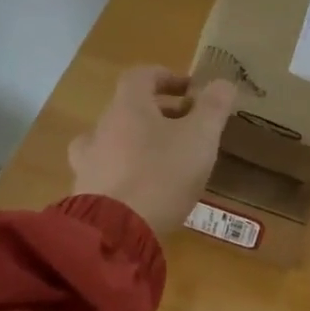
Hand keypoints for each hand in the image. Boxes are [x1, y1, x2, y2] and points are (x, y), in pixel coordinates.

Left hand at [69, 66, 237, 236]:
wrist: (114, 234)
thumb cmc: (161, 174)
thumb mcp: (200, 136)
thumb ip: (214, 106)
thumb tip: (224, 82)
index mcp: (127, 107)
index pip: (141, 76)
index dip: (166, 77)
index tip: (190, 90)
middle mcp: (101, 128)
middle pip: (128, 109)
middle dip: (160, 113)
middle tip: (188, 127)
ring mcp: (88, 163)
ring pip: (115, 141)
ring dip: (141, 143)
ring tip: (167, 160)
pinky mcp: (85, 196)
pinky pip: (109, 173)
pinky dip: (129, 173)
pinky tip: (149, 192)